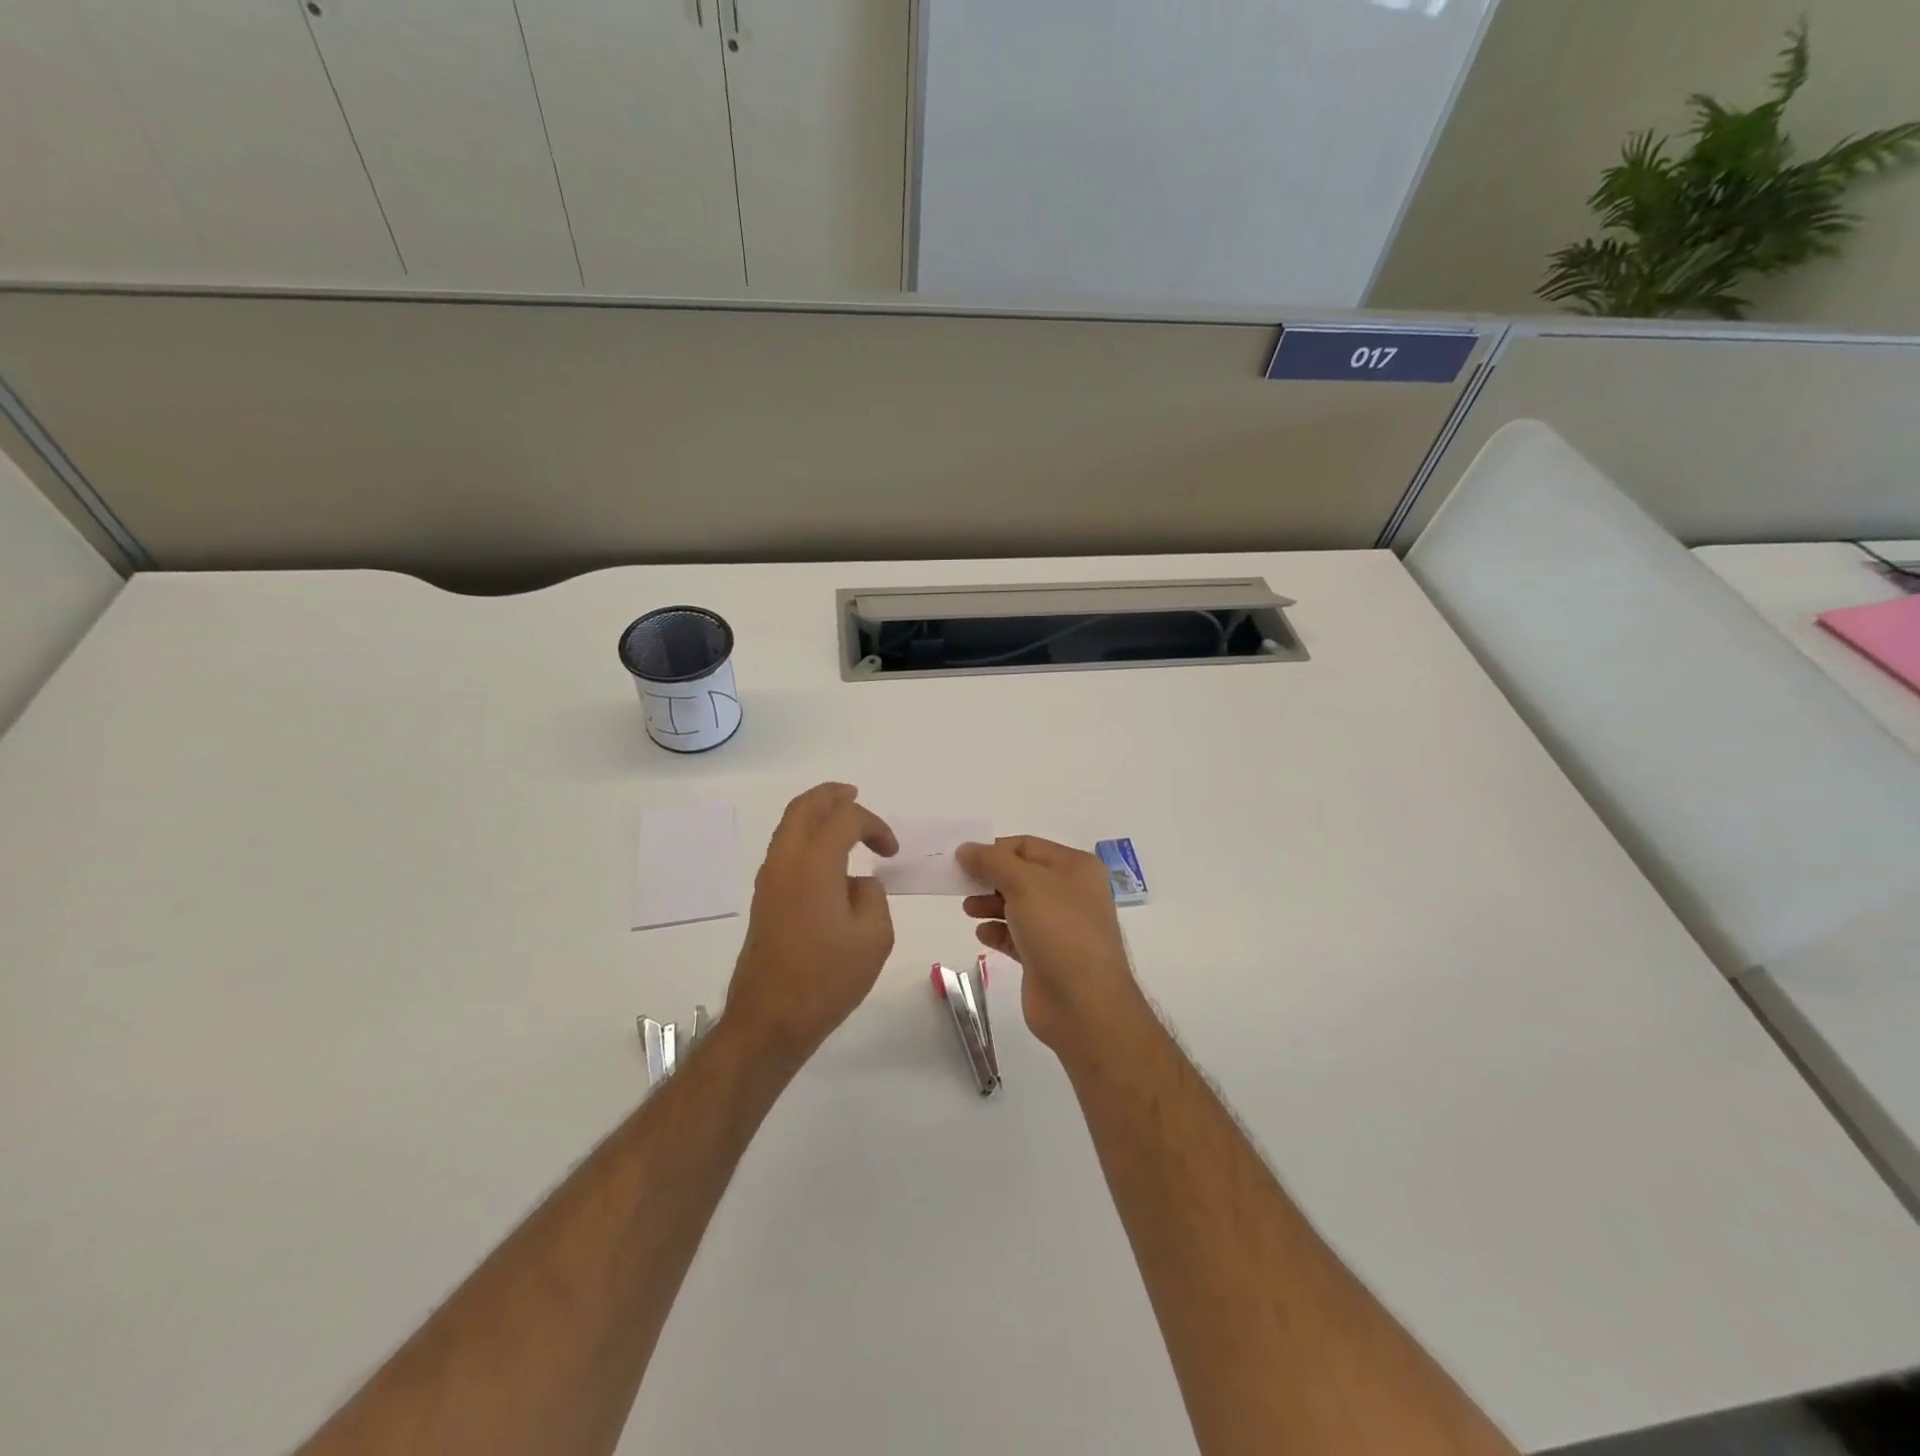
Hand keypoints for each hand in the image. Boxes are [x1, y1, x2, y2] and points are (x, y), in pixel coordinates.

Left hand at [726, 784, 898, 1067]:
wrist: (770, 1019)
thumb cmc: (827, 978)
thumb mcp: (874, 937)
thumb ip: (873, 896)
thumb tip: (856, 885)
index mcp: (814, 864)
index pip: (845, 819)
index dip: (874, 824)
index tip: (891, 851)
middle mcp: (785, 861)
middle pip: (804, 808)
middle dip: (832, 796)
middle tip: (855, 795)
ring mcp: (769, 880)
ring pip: (789, 826)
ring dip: (816, 816)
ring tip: (842, 820)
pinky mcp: (764, 900)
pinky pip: (785, 850)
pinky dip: (806, 838)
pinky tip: (827, 859)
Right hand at [956, 836, 1145, 1054]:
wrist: (1083, 1003)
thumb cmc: (1058, 930)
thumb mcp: (1024, 884)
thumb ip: (992, 862)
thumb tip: (965, 849)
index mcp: (1075, 868)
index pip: (1027, 846)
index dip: (994, 850)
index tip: (962, 860)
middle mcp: (1071, 893)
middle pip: (1021, 875)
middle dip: (990, 878)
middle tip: (959, 885)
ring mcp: (1060, 927)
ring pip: (1018, 906)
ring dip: (990, 904)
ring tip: (968, 910)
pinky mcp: (1047, 957)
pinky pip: (1017, 935)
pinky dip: (998, 931)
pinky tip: (982, 935)